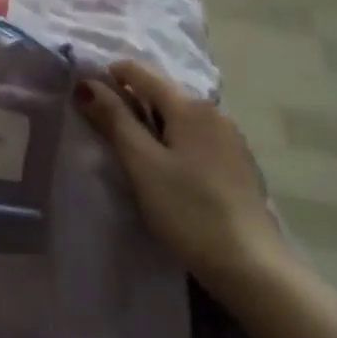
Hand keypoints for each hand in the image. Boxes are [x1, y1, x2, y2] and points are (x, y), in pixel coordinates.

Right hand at [76, 61, 286, 296]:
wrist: (251, 266)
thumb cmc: (188, 210)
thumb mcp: (142, 164)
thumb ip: (114, 119)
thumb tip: (86, 82)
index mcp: (189, 105)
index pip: (140, 71)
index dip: (108, 75)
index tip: (84, 96)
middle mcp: (214, 111)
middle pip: (162, 91)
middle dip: (130, 99)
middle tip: (102, 126)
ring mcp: (231, 137)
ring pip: (180, 114)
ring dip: (152, 120)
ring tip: (130, 148)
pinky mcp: (238, 163)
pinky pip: (196, 135)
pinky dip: (174, 138)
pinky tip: (167, 167)